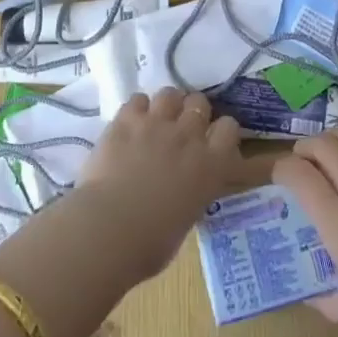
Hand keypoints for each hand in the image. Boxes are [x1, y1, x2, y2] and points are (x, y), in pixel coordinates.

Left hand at [73, 88, 242, 281]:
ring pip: (170, 94)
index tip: (212, 140)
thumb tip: (181, 193)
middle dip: (193, 111)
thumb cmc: (151, 242)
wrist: (109, 229)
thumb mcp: (186, 219)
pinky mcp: (126, 120)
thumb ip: (190, 194)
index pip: (229, 128)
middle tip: (182, 128)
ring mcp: (156, 124)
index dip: (221, 131)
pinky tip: (130, 122)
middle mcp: (188, 137)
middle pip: (200, 102)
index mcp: (211, 166)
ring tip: (157, 119)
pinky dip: (136, 108)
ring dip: (167, 104)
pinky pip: (137, 99)